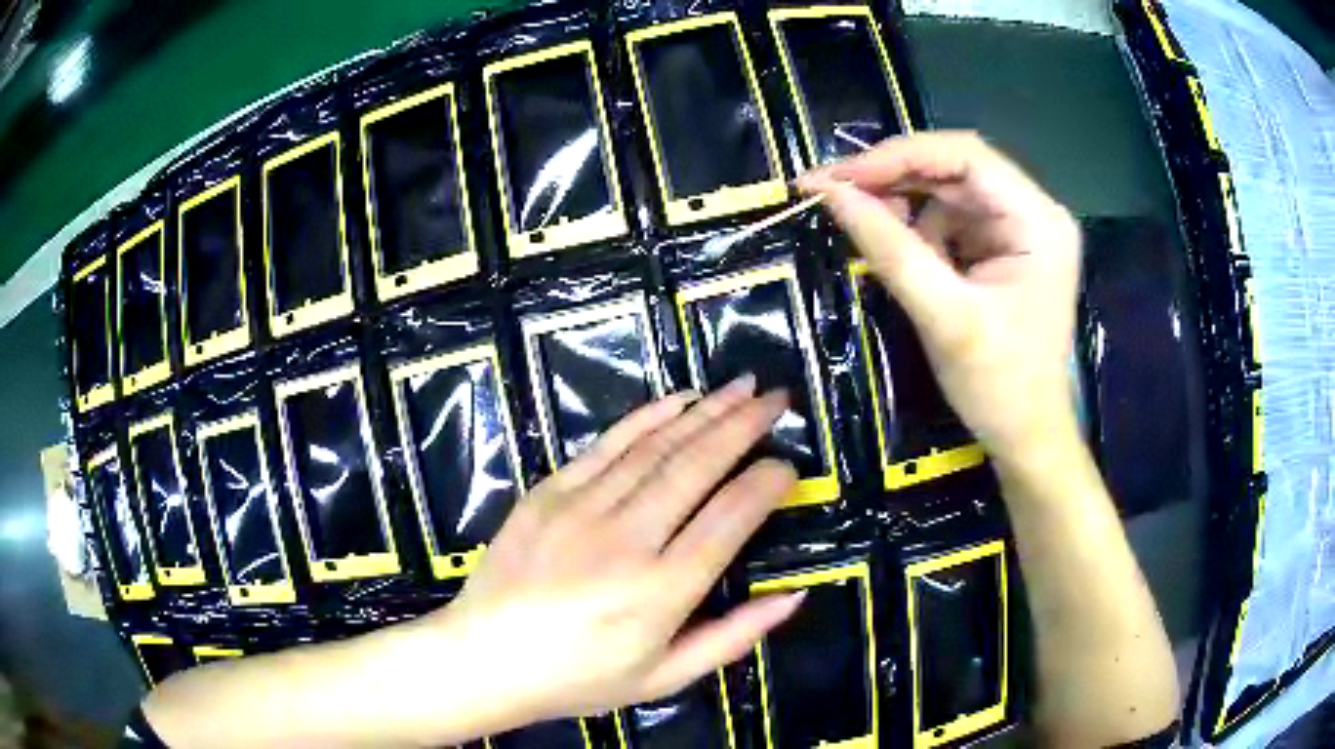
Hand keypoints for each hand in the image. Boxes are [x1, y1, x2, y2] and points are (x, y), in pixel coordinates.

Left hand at [418, 377, 800, 730]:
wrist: (485, 658)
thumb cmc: (579, 678)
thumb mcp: (665, 677)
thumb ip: (733, 637)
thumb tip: (794, 594)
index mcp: (662, 591)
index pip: (729, 518)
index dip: (766, 484)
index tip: (788, 465)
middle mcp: (627, 539)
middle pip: (697, 467)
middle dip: (744, 425)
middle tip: (776, 399)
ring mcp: (582, 508)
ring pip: (656, 447)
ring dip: (705, 411)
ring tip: (741, 386)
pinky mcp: (549, 492)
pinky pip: (607, 444)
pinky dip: (648, 416)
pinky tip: (679, 399)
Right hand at [798, 132, 1081, 471]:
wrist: (1026, 435)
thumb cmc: (999, 385)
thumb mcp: (944, 318)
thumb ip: (890, 250)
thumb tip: (830, 193)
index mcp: (1038, 221)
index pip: (967, 156)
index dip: (900, 155)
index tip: (841, 176)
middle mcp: (1032, 211)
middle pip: (954, 167)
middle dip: (893, 176)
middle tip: (831, 191)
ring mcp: (1017, 227)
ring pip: (946, 189)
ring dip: (899, 200)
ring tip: (858, 220)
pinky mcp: (1000, 245)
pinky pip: (948, 216)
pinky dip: (913, 224)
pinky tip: (891, 243)